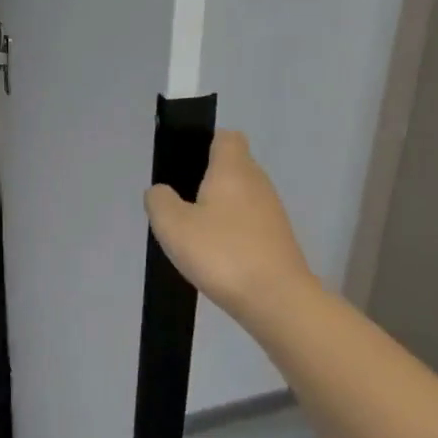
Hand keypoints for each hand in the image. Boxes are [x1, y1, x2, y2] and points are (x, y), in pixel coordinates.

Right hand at [145, 130, 319, 326]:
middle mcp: (258, 183)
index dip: (205, 143)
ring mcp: (272, 212)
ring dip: (218, 207)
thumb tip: (160, 191)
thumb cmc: (221, 252)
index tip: (184, 164)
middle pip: (233, 166)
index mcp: (233, 169)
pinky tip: (214, 253)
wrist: (276, 300)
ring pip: (241, 196)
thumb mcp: (172, 225)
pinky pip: (249, 222)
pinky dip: (231, 230)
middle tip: (179, 203)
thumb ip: (159, 200)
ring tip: (193, 232)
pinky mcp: (277, 239)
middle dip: (207, 179)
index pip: (226, 137)